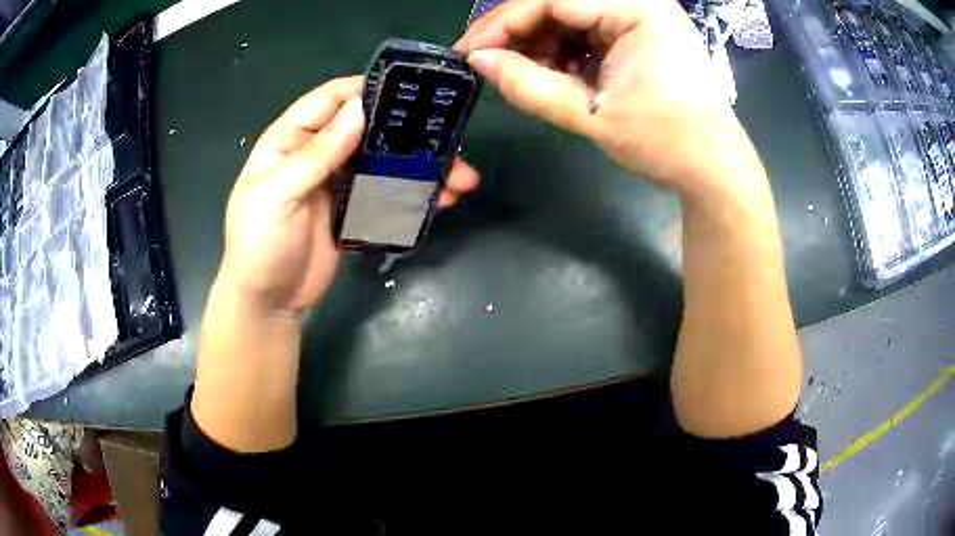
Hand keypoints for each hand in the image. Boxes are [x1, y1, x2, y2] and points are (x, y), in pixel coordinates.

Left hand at [217, 76, 479, 316]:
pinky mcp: (352, 213)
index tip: (407, 87)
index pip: (329, 100)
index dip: (364, 89)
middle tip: (449, 138)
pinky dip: (413, 195)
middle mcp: (316, 155)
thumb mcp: (278, 194)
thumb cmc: (259, 244)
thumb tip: (359, 109)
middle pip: (366, 130)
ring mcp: (337, 185)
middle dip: (406, 132)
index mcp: (291, 141)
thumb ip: (317, 154)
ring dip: (419, 167)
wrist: (267, 303)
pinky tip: (442, 198)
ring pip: (382, 164)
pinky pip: (386, 196)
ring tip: (459, 178)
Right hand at [456, 0, 759, 194]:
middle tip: (490, 65)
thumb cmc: (666, 142)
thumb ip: (530, 86)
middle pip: (560, 4)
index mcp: (637, 9)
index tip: (469, 52)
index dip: (503, 23)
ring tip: (528, 78)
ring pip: (569, 17)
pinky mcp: (638, 32)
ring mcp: (640, 16)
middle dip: (521, 34)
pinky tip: (557, 76)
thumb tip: (479, 62)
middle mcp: (639, 2)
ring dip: (541, 45)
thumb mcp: (592, 116)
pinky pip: (586, 31)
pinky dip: (563, 52)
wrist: (713, 168)